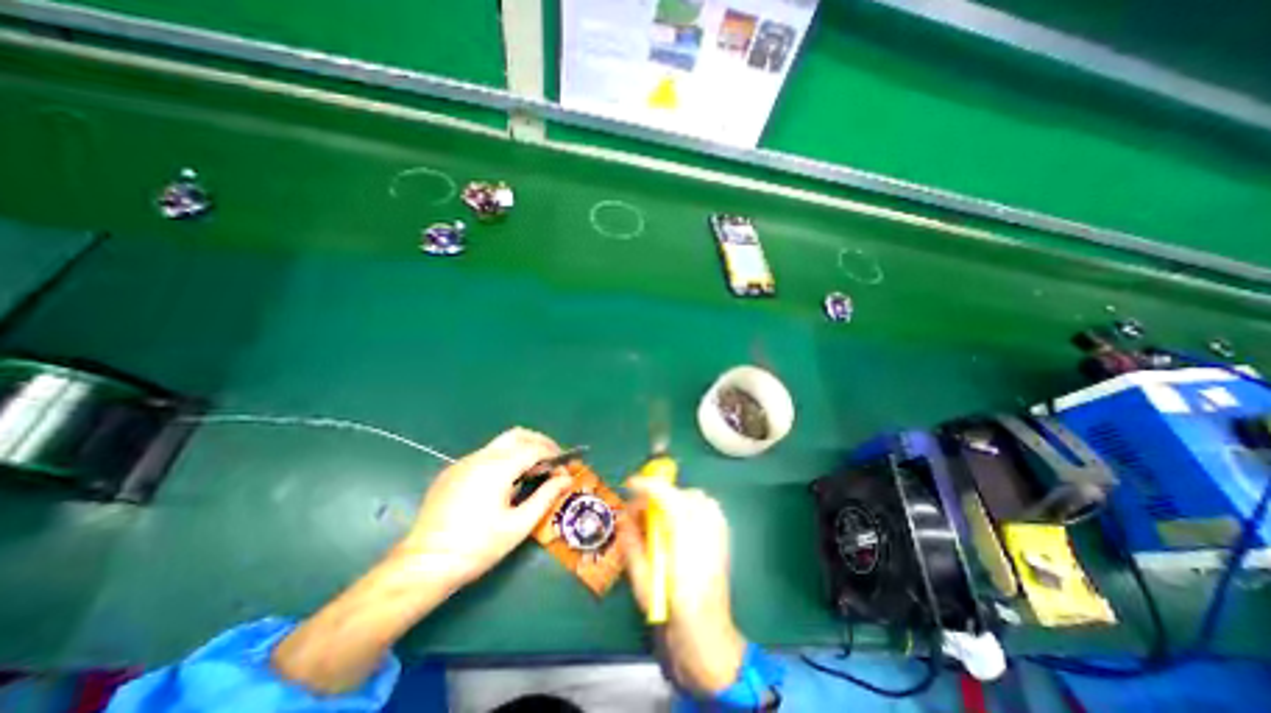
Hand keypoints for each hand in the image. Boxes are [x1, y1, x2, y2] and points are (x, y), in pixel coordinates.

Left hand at [398, 429, 572, 588]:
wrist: (424, 566)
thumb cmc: (477, 548)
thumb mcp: (518, 525)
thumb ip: (546, 497)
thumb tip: (566, 479)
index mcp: (498, 468)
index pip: (534, 448)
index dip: (554, 455)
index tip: (565, 468)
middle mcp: (480, 457)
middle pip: (518, 435)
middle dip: (539, 442)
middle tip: (553, 461)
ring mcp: (464, 462)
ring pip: (500, 443)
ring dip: (522, 449)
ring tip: (533, 471)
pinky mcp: (452, 472)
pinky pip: (485, 455)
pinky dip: (503, 458)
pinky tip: (505, 481)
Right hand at [625, 475, 746, 691]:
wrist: (708, 635)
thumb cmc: (673, 612)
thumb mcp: (642, 581)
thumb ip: (632, 544)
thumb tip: (623, 517)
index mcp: (686, 535)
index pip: (665, 494)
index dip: (645, 484)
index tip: (629, 484)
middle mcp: (706, 525)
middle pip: (680, 493)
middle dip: (658, 496)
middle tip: (642, 514)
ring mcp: (718, 528)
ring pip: (695, 497)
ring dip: (675, 501)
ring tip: (660, 520)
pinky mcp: (724, 534)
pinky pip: (706, 507)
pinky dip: (690, 507)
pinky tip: (680, 526)